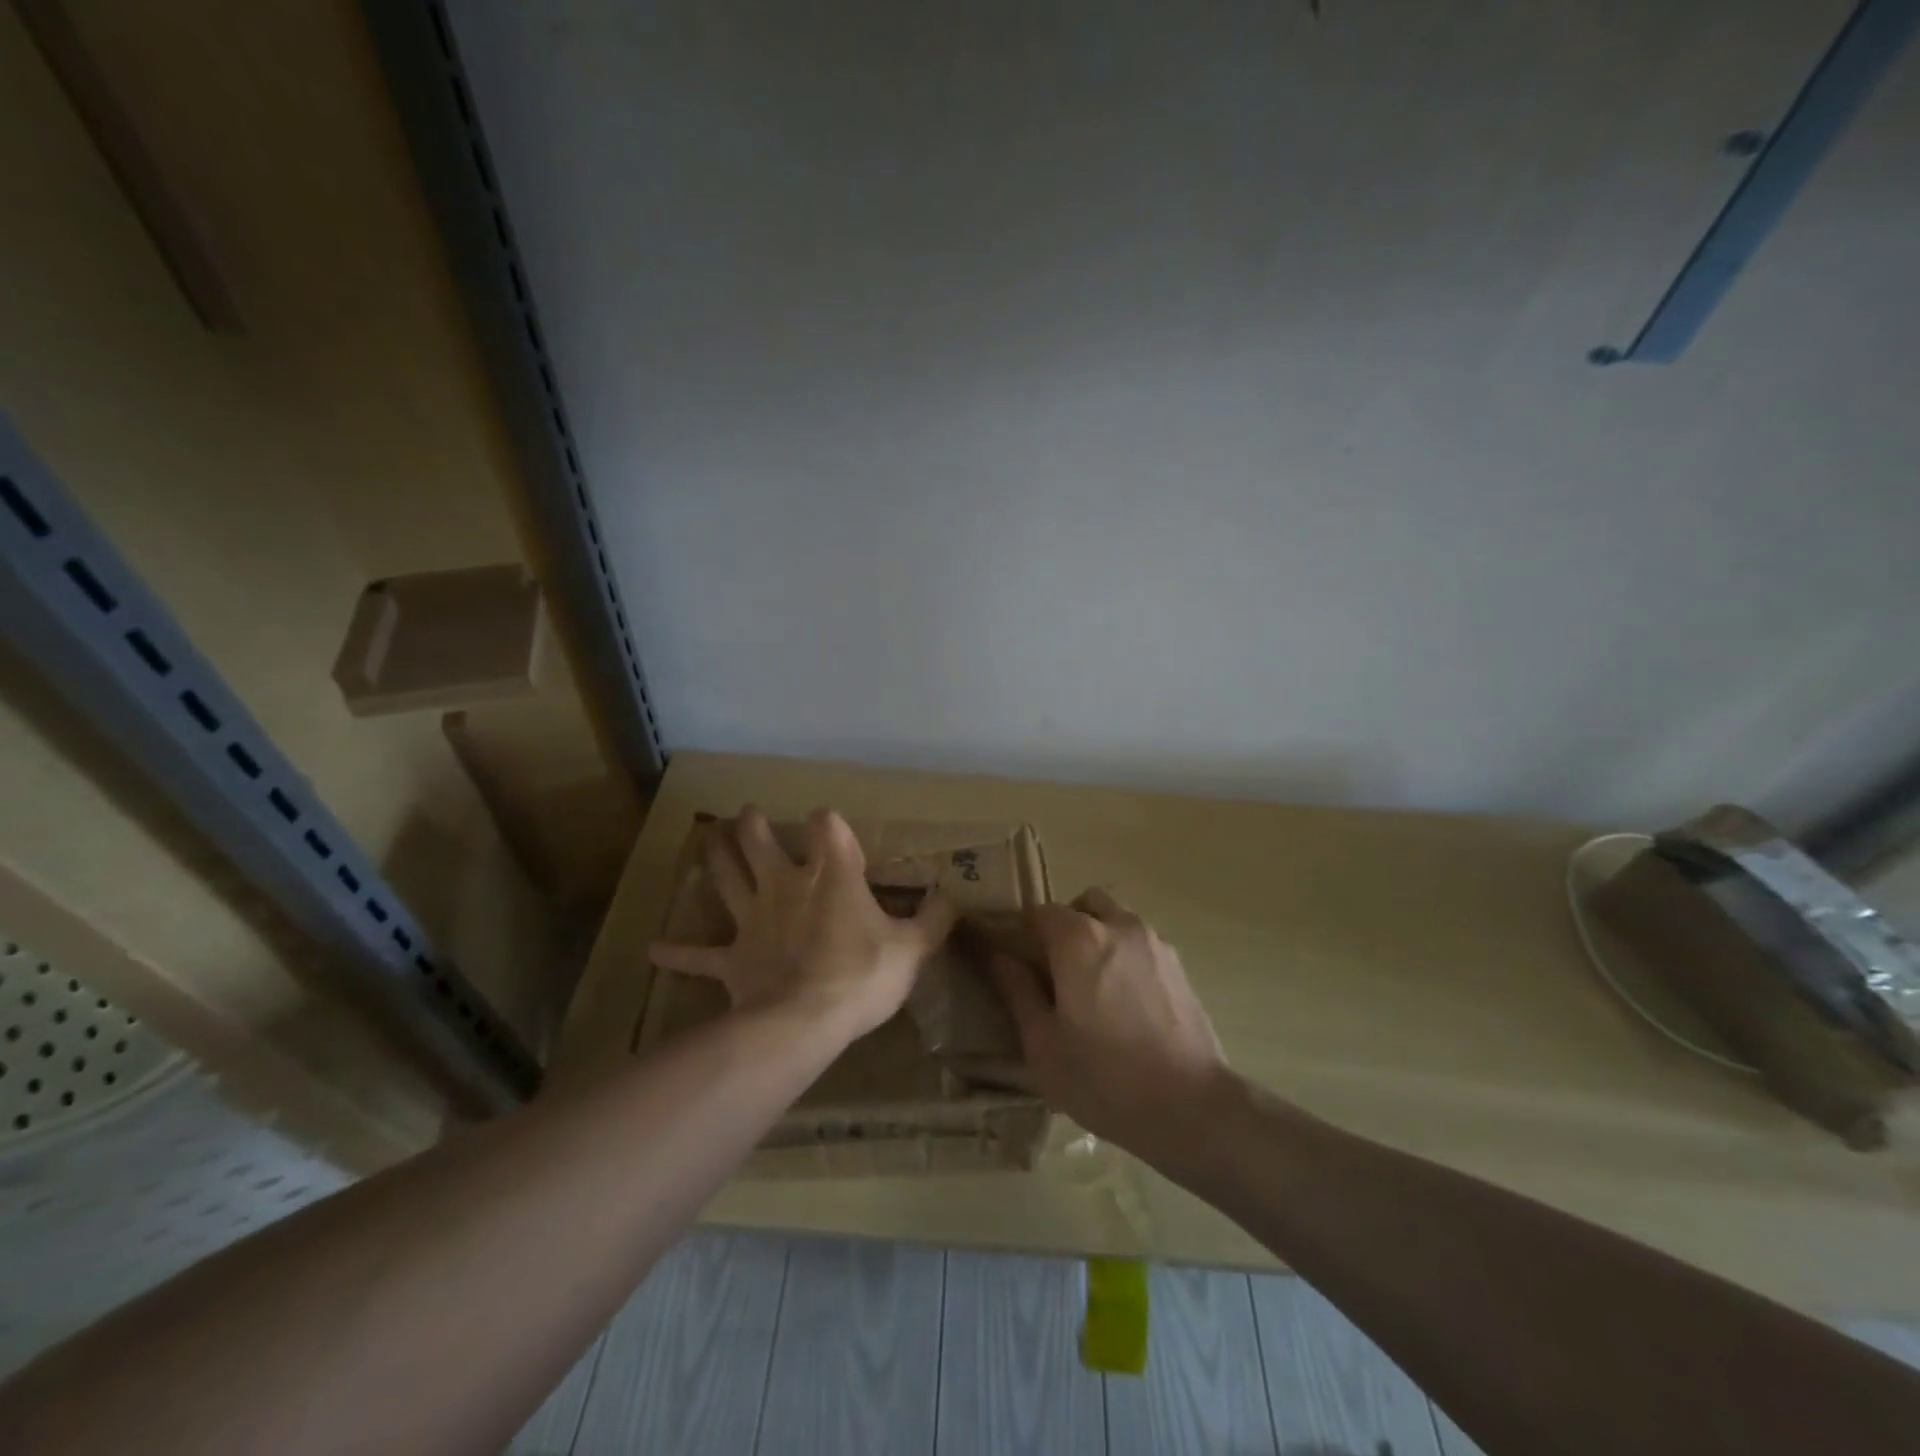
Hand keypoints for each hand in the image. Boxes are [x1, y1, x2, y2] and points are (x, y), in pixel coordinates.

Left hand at [650, 806, 954, 1039]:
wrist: (805, 1023)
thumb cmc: (862, 976)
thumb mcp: (911, 950)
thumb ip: (933, 921)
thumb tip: (952, 899)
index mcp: (832, 876)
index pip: (829, 828)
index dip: (829, 822)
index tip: (830, 824)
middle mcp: (786, 886)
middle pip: (761, 844)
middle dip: (754, 826)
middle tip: (747, 816)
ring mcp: (753, 920)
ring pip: (727, 878)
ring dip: (717, 859)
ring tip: (707, 840)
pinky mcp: (732, 958)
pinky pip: (699, 956)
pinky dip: (677, 952)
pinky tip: (654, 950)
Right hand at [990, 889, 1226, 1159]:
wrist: (1191, 1107)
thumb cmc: (1104, 1078)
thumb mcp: (1043, 1044)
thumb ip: (1018, 992)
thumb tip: (1000, 957)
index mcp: (1079, 939)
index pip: (1040, 912)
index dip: (1023, 932)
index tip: (1017, 960)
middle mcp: (1119, 926)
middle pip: (1084, 905)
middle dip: (1066, 925)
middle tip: (1055, 970)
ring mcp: (1155, 943)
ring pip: (1117, 920)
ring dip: (1099, 937)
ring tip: (1094, 987)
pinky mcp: (1180, 966)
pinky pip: (1142, 944)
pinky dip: (1125, 956)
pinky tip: (1126, 1003)